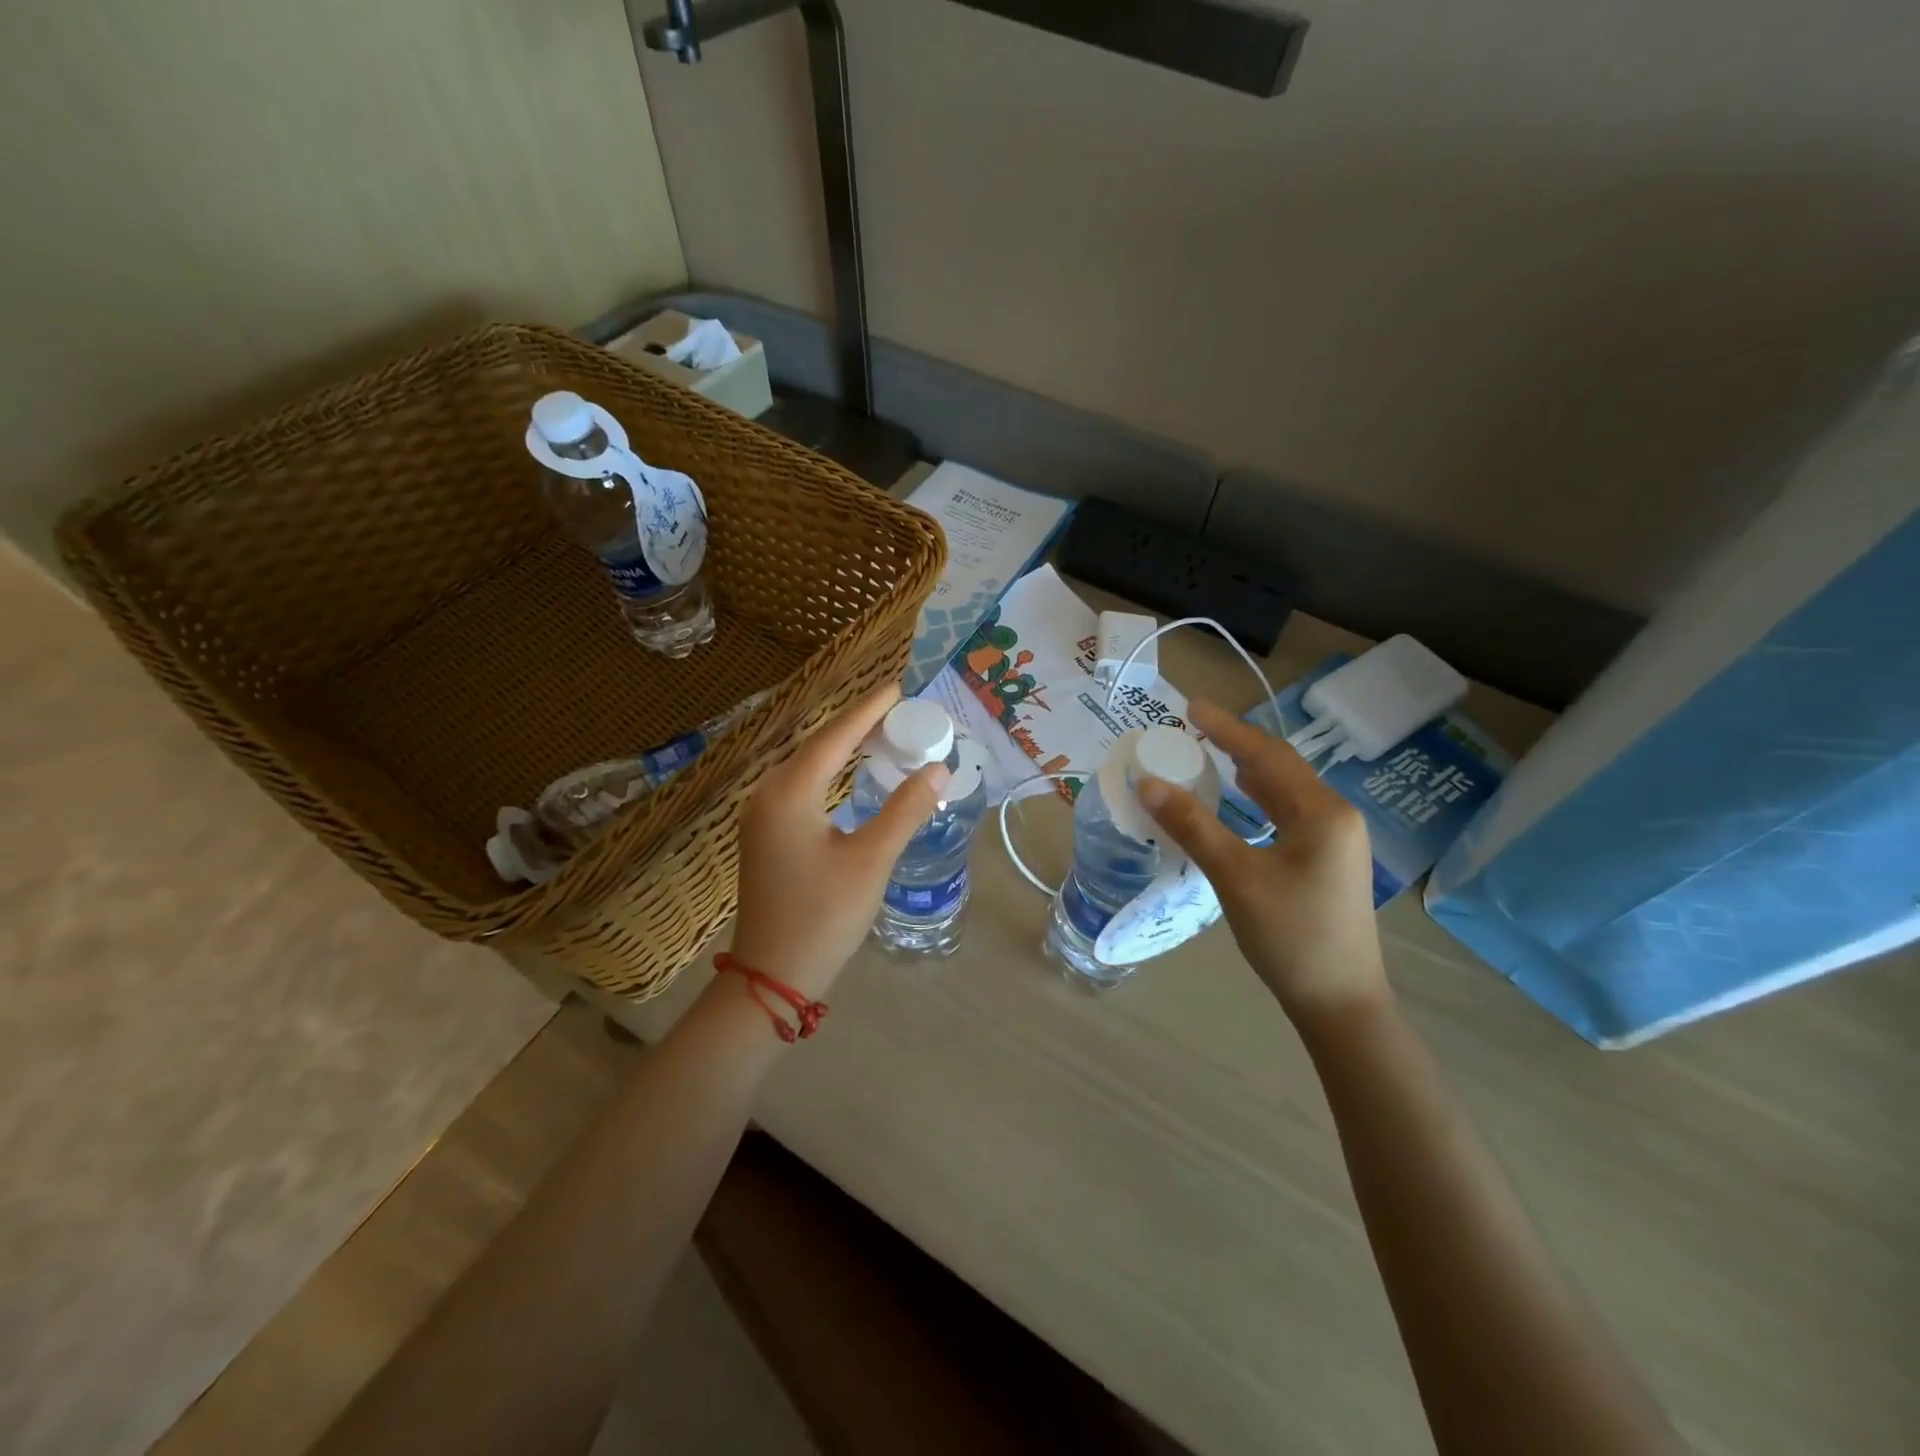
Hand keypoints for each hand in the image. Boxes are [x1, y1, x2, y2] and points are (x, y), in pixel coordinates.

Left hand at [728, 683, 949, 1000]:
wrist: (772, 975)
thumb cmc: (823, 916)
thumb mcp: (871, 861)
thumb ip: (905, 810)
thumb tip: (938, 770)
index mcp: (789, 793)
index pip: (835, 736)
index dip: (869, 710)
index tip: (898, 687)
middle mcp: (768, 794)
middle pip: (819, 746)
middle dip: (859, 725)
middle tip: (902, 712)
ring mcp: (762, 815)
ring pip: (809, 767)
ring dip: (845, 749)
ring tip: (884, 735)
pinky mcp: (766, 834)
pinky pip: (802, 787)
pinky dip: (832, 773)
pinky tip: (853, 775)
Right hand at [1138, 699, 1389, 1030]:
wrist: (1340, 1004)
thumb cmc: (1291, 937)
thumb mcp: (1236, 877)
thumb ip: (1193, 825)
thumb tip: (1149, 782)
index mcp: (1322, 812)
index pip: (1266, 755)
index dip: (1226, 728)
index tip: (1190, 707)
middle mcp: (1335, 816)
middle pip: (1280, 766)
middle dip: (1237, 743)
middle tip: (1194, 727)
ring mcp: (1336, 840)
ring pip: (1286, 790)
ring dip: (1248, 769)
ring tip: (1210, 752)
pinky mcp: (1327, 861)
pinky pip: (1289, 812)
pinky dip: (1259, 798)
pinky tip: (1241, 798)